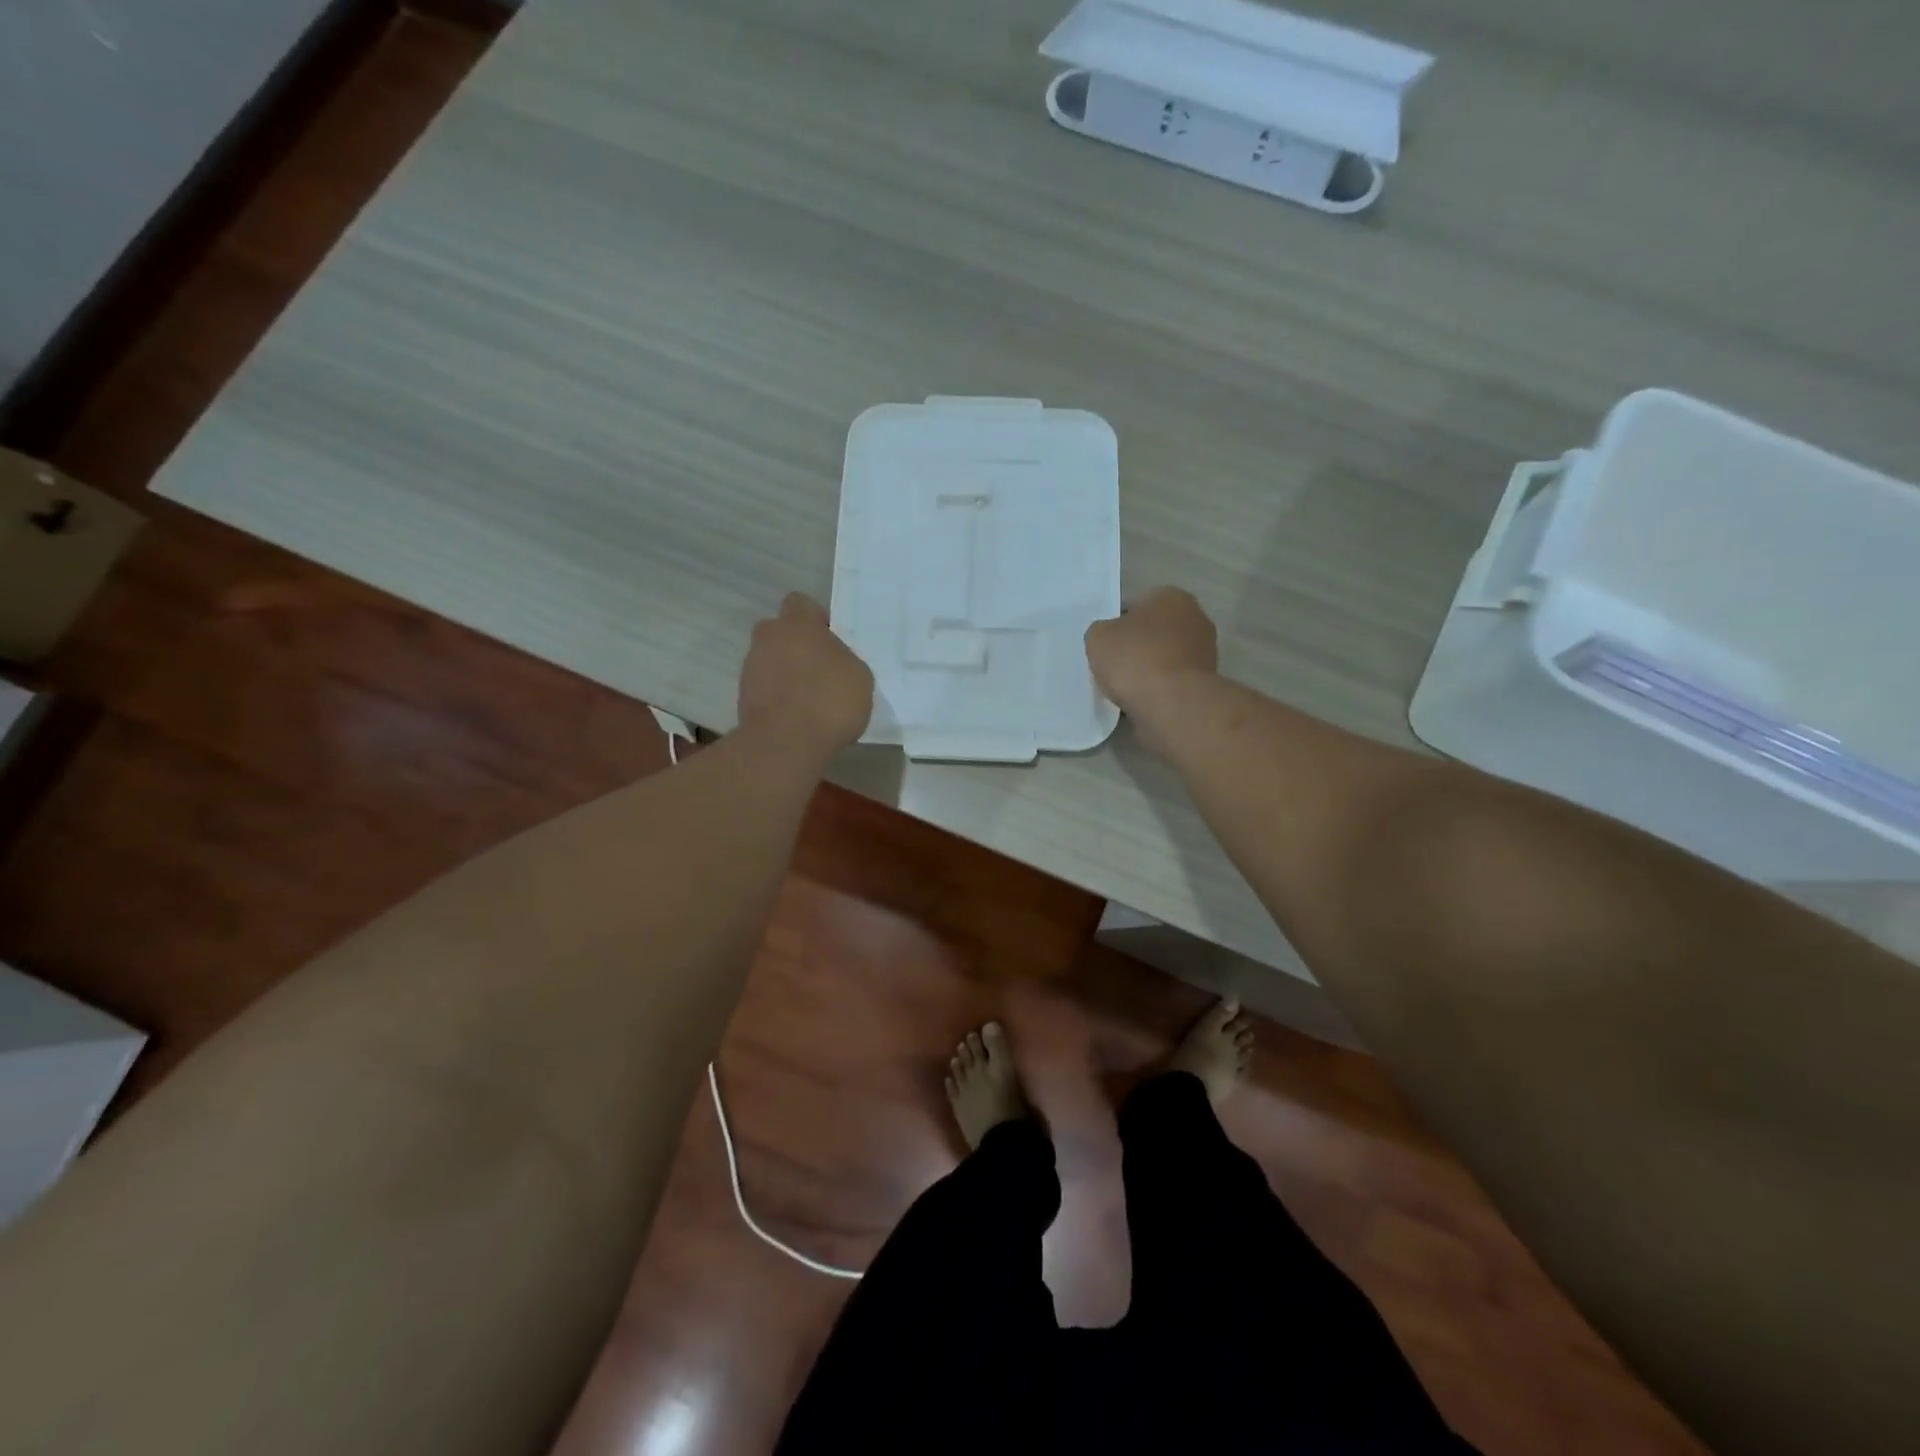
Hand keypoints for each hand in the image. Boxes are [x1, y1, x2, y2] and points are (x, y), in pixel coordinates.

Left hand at [738, 593, 873, 759]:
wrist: (786, 744)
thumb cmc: (829, 700)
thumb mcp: (859, 676)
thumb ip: (843, 659)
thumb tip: (832, 662)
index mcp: (797, 624)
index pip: (801, 603)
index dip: (816, 619)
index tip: (830, 639)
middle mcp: (768, 638)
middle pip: (781, 633)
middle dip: (797, 646)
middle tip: (820, 670)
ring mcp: (750, 668)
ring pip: (771, 661)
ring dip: (786, 673)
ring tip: (809, 700)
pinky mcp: (742, 698)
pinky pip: (765, 688)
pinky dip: (778, 698)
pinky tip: (797, 718)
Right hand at [1085, 587, 1217, 735]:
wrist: (1173, 705)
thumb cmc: (1135, 659)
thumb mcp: (1098, 637)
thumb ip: (1101, 631)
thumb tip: (1110, 638)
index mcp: (1171, 596)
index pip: (1135, 604)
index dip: (1115, 623)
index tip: (1103, 644)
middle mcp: (1195, 618)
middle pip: (1153, 631)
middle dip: (1135, 645)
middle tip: (1112, 664)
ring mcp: (1204, 652)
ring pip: (1163, 657)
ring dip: (1147, 669)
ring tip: (1123, 687)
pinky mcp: (1205, 683)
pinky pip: (1171, 681)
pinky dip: (1157, 688)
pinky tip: (1140, 700)